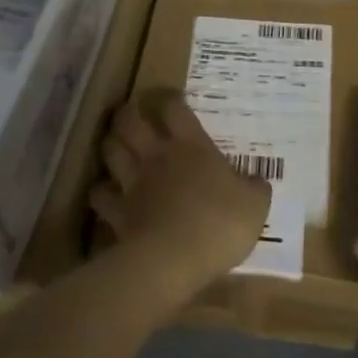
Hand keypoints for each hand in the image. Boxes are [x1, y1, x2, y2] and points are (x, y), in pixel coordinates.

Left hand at [93, 89, 271, 298]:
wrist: (175, 260)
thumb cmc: (220, 224)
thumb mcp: (255, 205)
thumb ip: (255, 189)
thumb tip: (257, 181)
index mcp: (192, 147)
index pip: (175, 109)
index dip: (170, 98)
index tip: (171, 97)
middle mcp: (157, 156)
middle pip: (131, 122)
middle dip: (128, 113)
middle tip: (132, 113)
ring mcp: (133, 183)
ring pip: (111, 151)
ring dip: (111, 144)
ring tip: (116, 144)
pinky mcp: (117, 212)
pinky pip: (100, 194)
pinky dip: (100, 192)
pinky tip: (105, 193)